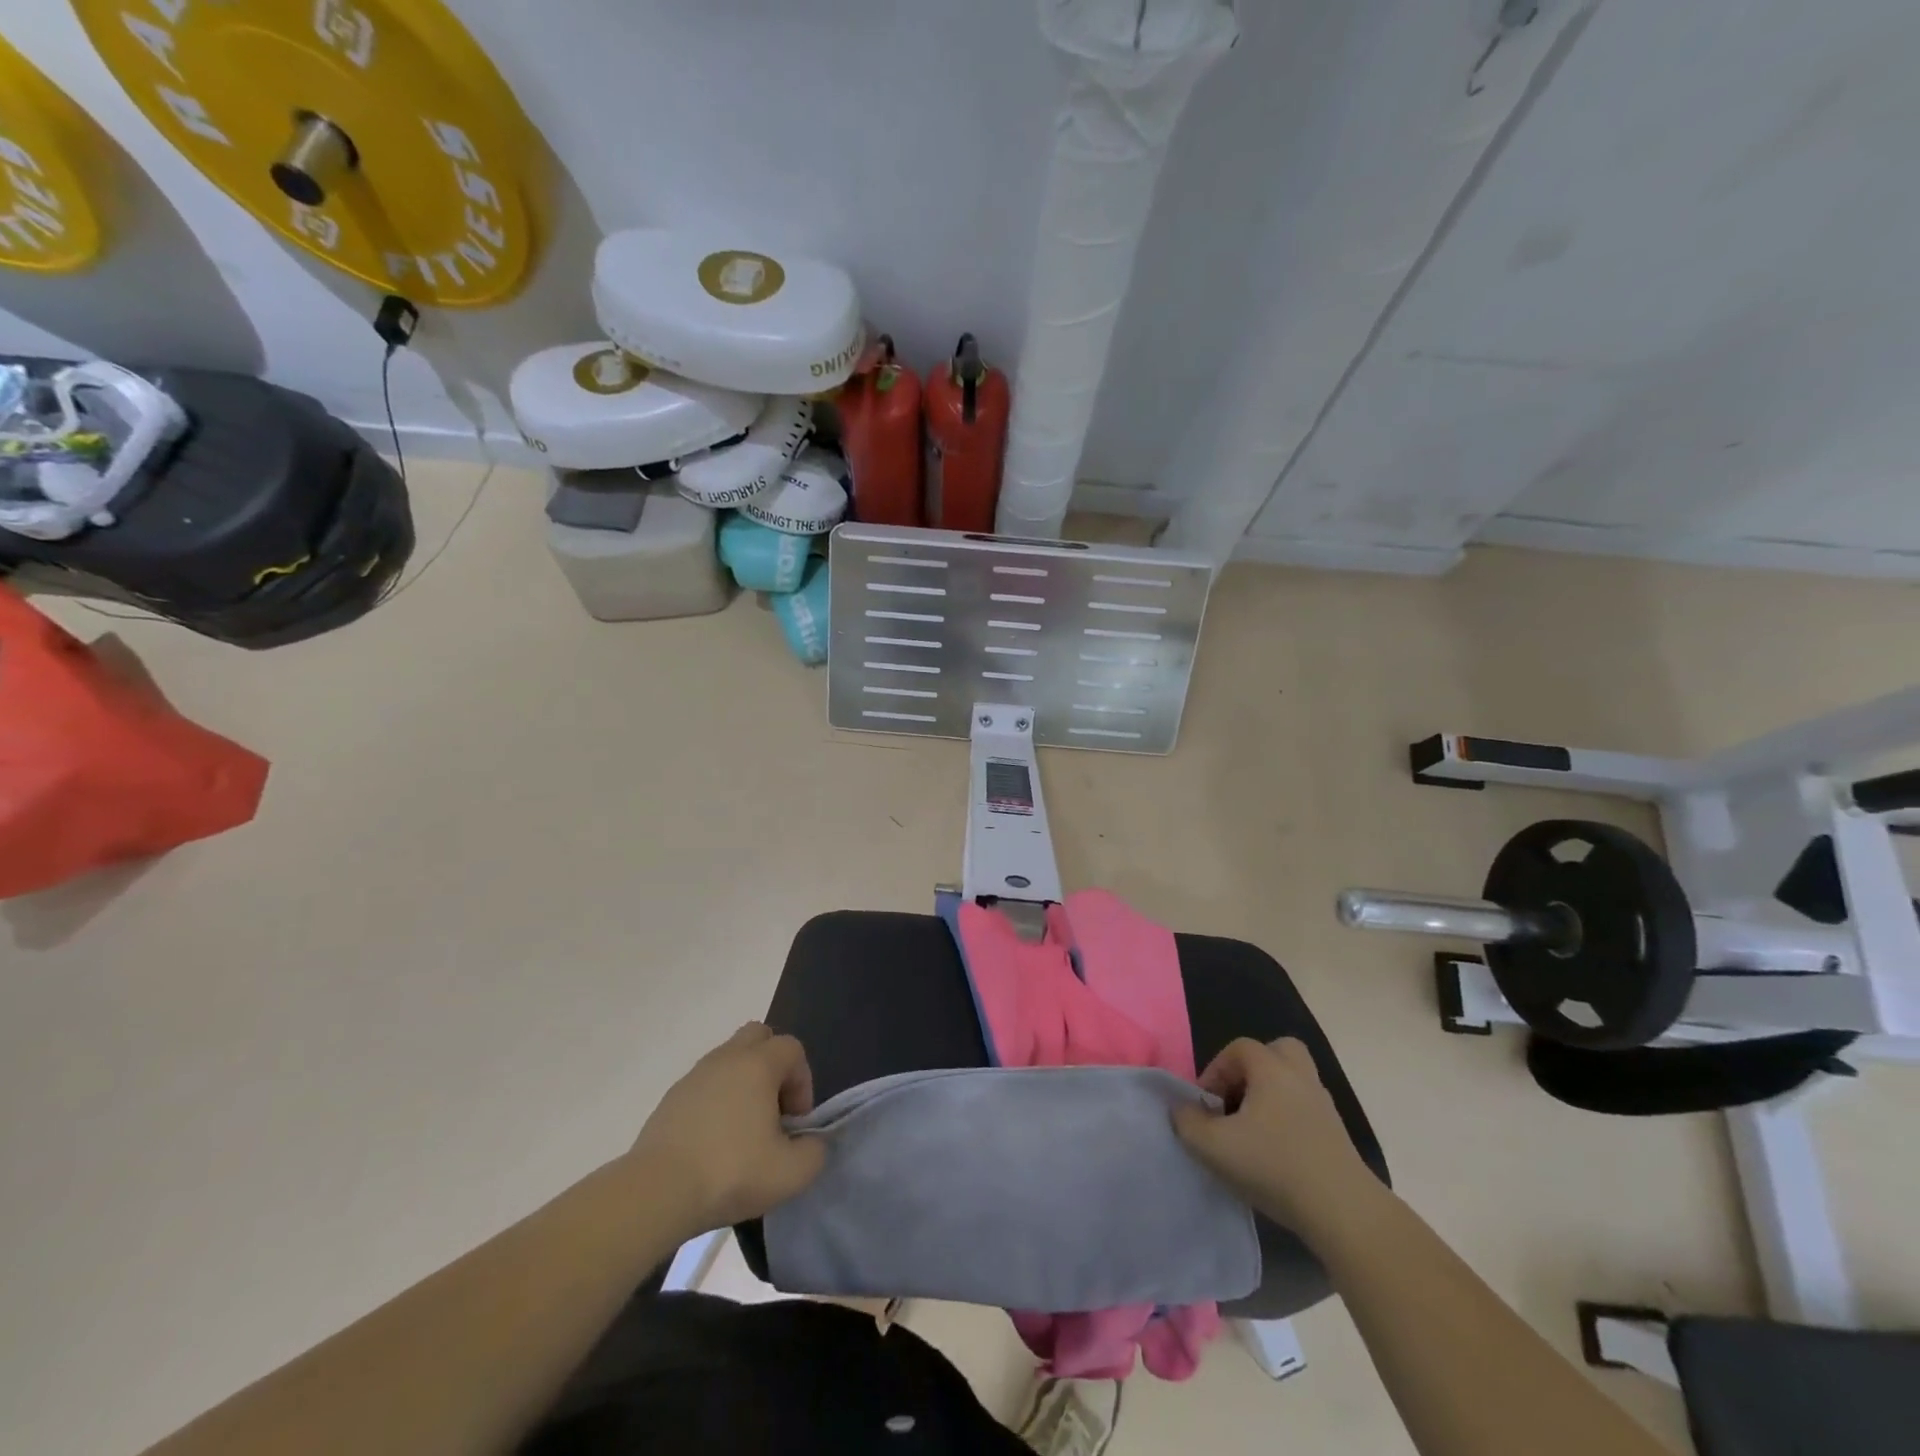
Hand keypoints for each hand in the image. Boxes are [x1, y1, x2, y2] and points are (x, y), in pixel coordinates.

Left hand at [625, 1023, 827, 1235]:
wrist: (656, 1193)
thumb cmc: (731, 1172)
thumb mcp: (791, 1173)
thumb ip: (814, 1152)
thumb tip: (811, 1143)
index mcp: (758, 1064)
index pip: (792, 1049)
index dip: (803, 1081)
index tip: (795, 1122)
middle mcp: (726, 1058)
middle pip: (758, 1037)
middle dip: (772, 1067)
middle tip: (772, 1110)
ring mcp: (694, 1076)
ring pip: (728, 1061)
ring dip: (743, 1085)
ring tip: (743, 1132)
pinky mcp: (670, 1100)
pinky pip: (704, 1086)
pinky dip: (716, 1103)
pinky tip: (713, 1144)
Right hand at [1173, 1037, 1379, 1239]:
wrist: (1344, 1212)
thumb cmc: (1274, 1166)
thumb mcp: (1213, 1146)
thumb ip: (1187, 1121)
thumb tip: (1182, 1109)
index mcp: (1272, 1069)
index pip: (1238, 1048)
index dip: (1216, 1070)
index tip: (1206, 1104)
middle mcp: (1300, 1077)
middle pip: (1277, 1052)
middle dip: (1252, 1070)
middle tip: (1237, 1100)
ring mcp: (1324, 1106)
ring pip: (1294, 1082)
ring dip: (1271, 1096)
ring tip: (1253, 1130)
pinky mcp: (1337, 1136)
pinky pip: (1306, 1110)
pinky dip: (1289, 1120)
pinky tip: (1276, 1153)